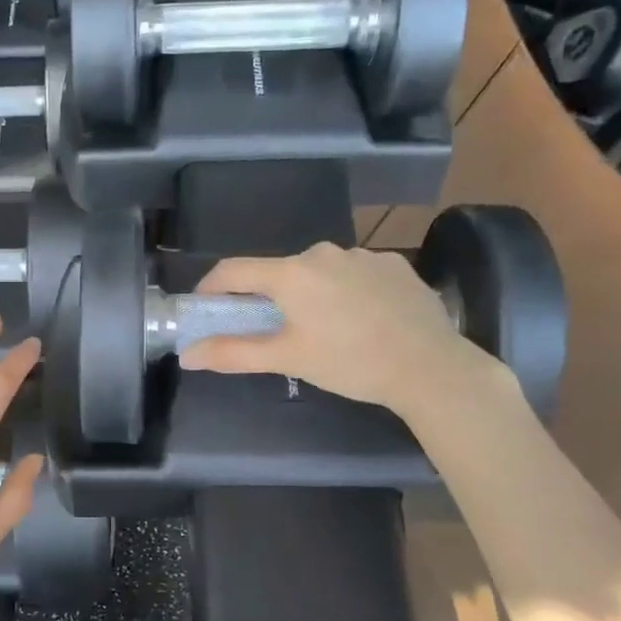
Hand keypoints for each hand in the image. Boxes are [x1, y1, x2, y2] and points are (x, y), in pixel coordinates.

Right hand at [179, 244, 507, 422]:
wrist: (431, 367)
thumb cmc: (350, 362)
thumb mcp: (288, 359)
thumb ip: (234, 352)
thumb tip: (188, 354)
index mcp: (291, 274)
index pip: (234, 270)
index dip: (212, 287)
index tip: (205, 307)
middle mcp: (322, 253)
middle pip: (279, 272)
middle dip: (269, 298)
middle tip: (275, 332)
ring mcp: (362, 254)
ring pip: (319, 272)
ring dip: (310, 294)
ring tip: (326, 330)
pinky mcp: (393, 264)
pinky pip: (354, 274)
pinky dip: (347, 292)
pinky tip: (363, 320)